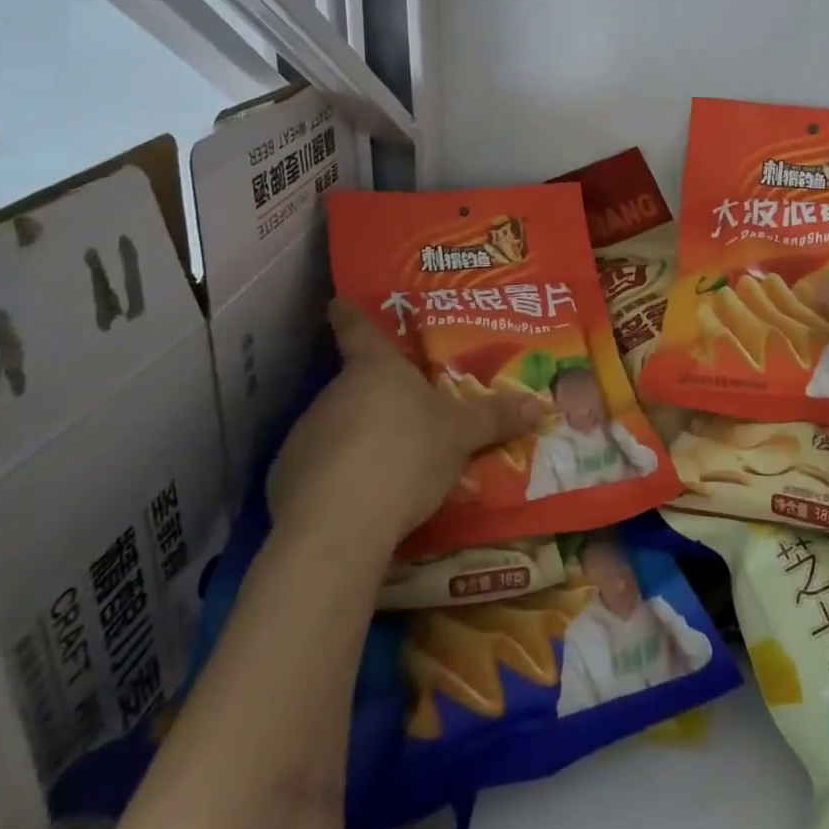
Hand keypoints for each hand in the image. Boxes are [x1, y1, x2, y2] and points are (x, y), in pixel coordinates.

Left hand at [266, 301, 544, 551]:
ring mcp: (305, 434)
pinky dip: (337, 477)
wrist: (338, 526)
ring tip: (389, 465)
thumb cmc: (406, 455)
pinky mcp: (286, 478)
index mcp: (375, 369)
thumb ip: (496, 417)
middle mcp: (334, 392)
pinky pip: (318, 468)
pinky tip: (359, 499)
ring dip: (358, 439)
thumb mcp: (461, 436)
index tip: (337, 302)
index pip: (356, 328)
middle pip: (354, 384)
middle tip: (406, 414)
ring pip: (337, 427)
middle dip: (377, 398)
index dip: (348, 313)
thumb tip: (542, 403)